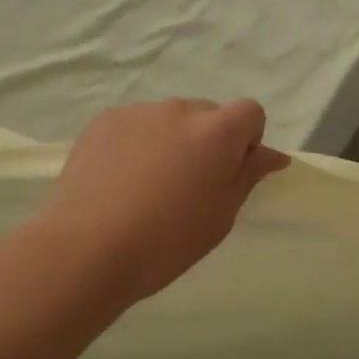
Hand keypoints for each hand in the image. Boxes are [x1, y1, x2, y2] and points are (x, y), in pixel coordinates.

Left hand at [31, 99, 288, 311]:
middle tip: (188, 184)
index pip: (250, 112)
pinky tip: (120, 179)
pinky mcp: (105, 120)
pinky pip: (135, 125)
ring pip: (169, 119)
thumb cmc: (167, 241)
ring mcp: (139, 112)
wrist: (87, 248)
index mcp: (217, 132)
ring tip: (148, 184)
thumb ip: (247, 176)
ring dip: (171, 140)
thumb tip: (271, 155)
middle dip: (208, 140)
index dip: (247, 139)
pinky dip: (137, 143)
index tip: (230, 172)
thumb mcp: (221, 216)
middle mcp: (181, 109)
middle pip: (208, 114)